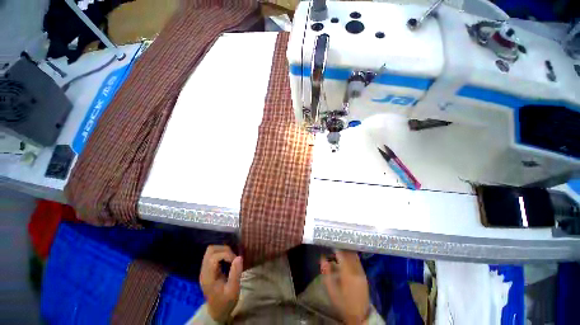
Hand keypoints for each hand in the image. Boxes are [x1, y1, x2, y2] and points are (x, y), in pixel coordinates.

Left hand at [200, 245, 242, 322]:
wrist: (217, 311)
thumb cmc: (226, 302)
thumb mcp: (233, 290)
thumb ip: (236, 273)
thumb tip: (239, 257)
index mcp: (208, 277)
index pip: (213, 257)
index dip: (226, 254)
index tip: (235, 260)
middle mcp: (204, 271)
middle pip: (210, 250)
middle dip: (224, 250)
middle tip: (233, 258)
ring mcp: (205, 269)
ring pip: (211, 250)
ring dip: (223, 250)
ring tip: (231, 258)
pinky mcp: (208, 268)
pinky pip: (213, 254)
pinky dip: (221, 253)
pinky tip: (227, 260)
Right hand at [321, 250, 370, 324]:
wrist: (359, 315)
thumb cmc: (342, 302)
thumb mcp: (331, 289)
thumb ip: (326, 272)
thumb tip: (323, 258)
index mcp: (347, 273)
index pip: (342, 254)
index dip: (336, 247)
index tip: (330, 243)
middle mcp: (356, 270)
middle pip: (348, 253)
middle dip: (341, 247)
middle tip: (333, 245)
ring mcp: (361, 271)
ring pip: (354, 255)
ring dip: (346, 251)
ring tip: (339, 249)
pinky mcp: (364, 274)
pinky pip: (357, 260)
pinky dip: (351, 256)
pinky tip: (346, 257)